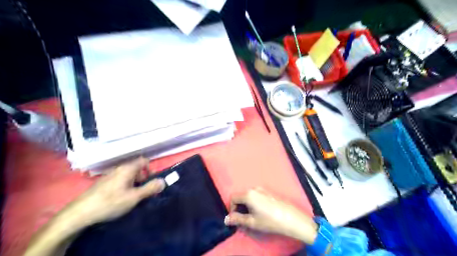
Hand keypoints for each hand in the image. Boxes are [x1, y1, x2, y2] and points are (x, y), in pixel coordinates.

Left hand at [61, 158, 165, 229]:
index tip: (152, 181)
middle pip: (136, 168)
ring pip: (128, 175)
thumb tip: (164, 181)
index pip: (144, 161)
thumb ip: (150, 188)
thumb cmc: (110, 202)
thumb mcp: (134, 197)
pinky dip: (125, 186)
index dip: (151, 169)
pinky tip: (120, 199)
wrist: (79, 213)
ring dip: (134, 184)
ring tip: (132, 197)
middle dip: (143, 179)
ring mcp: (109, 175)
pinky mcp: (103, 183)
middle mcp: (119, 169)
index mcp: (127, 169)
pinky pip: (119, 180)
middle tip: (143, 192)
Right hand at [223, 188, 316, 243]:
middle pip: (240, 196)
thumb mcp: (251, 222)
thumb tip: (226, 219)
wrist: (290, 218)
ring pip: (248, 196)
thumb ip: (237, 219)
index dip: (231, 208)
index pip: (233, 198)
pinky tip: (261, 211)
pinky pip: (255, 195)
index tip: (236, 218)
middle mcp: (253, 189)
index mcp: (248, 194)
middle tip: (244, 218)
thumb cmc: (269, 220)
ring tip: (253, 216)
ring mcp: (262, 189)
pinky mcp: (268, 192)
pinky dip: (253, 202)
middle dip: (239, 207)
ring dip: (246, 205)